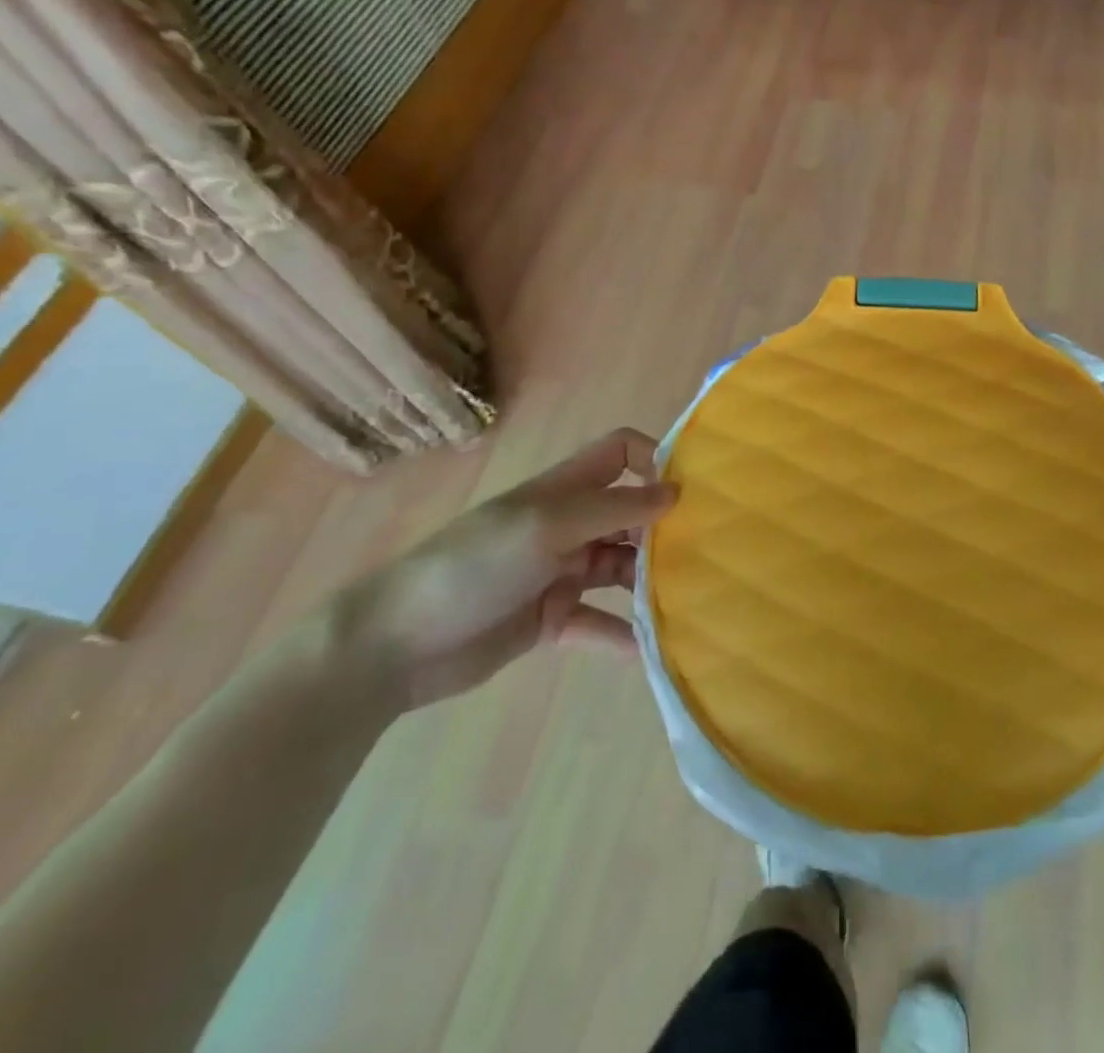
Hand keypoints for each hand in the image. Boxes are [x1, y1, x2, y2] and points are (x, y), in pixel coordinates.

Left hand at [326, 428, 674, 709]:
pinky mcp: (551, 619)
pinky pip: (600, 622)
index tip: (693, 489)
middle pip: (630, 514)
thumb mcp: (546, 526)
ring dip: (650, 582)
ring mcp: (560, 572)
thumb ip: (613, 509)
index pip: (620, 453)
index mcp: (564, 490)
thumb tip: (677, 494)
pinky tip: (651, 649)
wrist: (393, 645)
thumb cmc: (474, 566)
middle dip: (665, 528)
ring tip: (692, 599)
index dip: (656, 460)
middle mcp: (569, 524)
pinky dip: (623, 633)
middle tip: (709, 550)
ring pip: (622, 568)